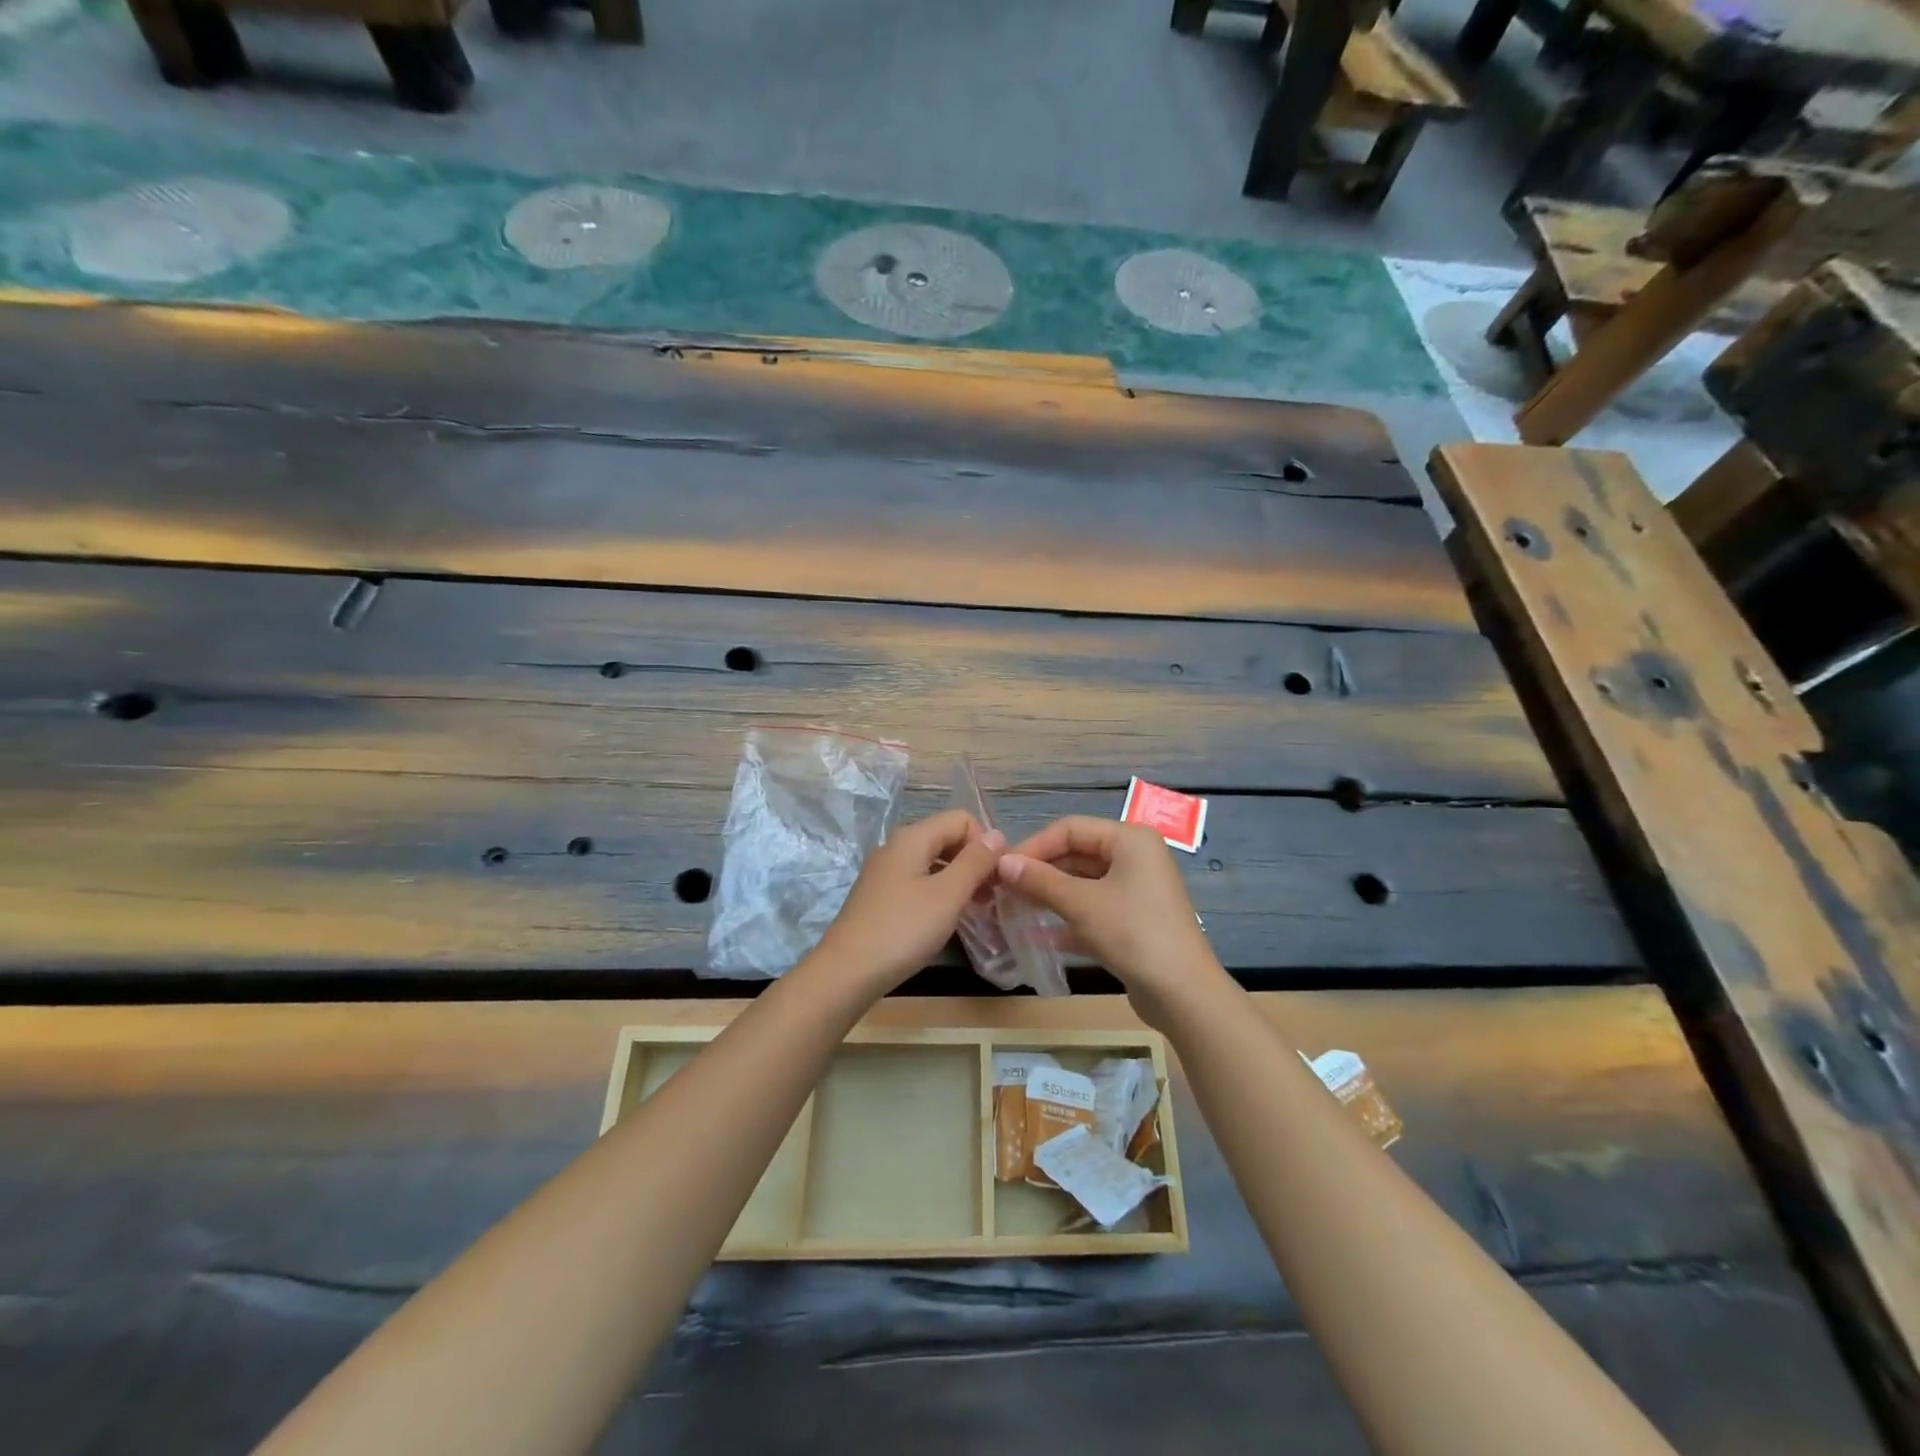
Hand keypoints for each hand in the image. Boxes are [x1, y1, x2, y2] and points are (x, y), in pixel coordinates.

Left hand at [809, 810, 1006, 995]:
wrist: (846, 973)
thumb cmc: (903, 930)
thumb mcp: (947, 895)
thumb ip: (975, 862)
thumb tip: (997, 835)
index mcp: (912, 837)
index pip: (961, 819)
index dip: (985, 843)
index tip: (998, 877)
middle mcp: (896, 846)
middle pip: (946, 838)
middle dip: (973, 861)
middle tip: (992, 896)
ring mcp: (884, 872)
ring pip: (933, 862)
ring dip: (958, 879)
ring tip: (976, 910)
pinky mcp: (879, 896)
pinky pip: (918, 881)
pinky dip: (938, 893)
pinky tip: (946, 919)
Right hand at [997, 816, 1227, 1025]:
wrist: (1183, 994)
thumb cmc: (1133, 934)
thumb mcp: (1081, 904)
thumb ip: (1040, 881)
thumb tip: (1002, 863)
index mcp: (1129, 839)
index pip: (1070, 829)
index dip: (1034, 846)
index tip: (1001, 868)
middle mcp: (1136, 857)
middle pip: (1077, 854)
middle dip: (1041, 872)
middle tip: (1004, 890)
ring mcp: (1137, 890)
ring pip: (1084, 883)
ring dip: (1051, 895)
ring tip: (1014, 909)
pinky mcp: (1135, 919)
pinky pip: (1094, 908)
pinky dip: (1069, 917)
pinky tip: (1040, 935)